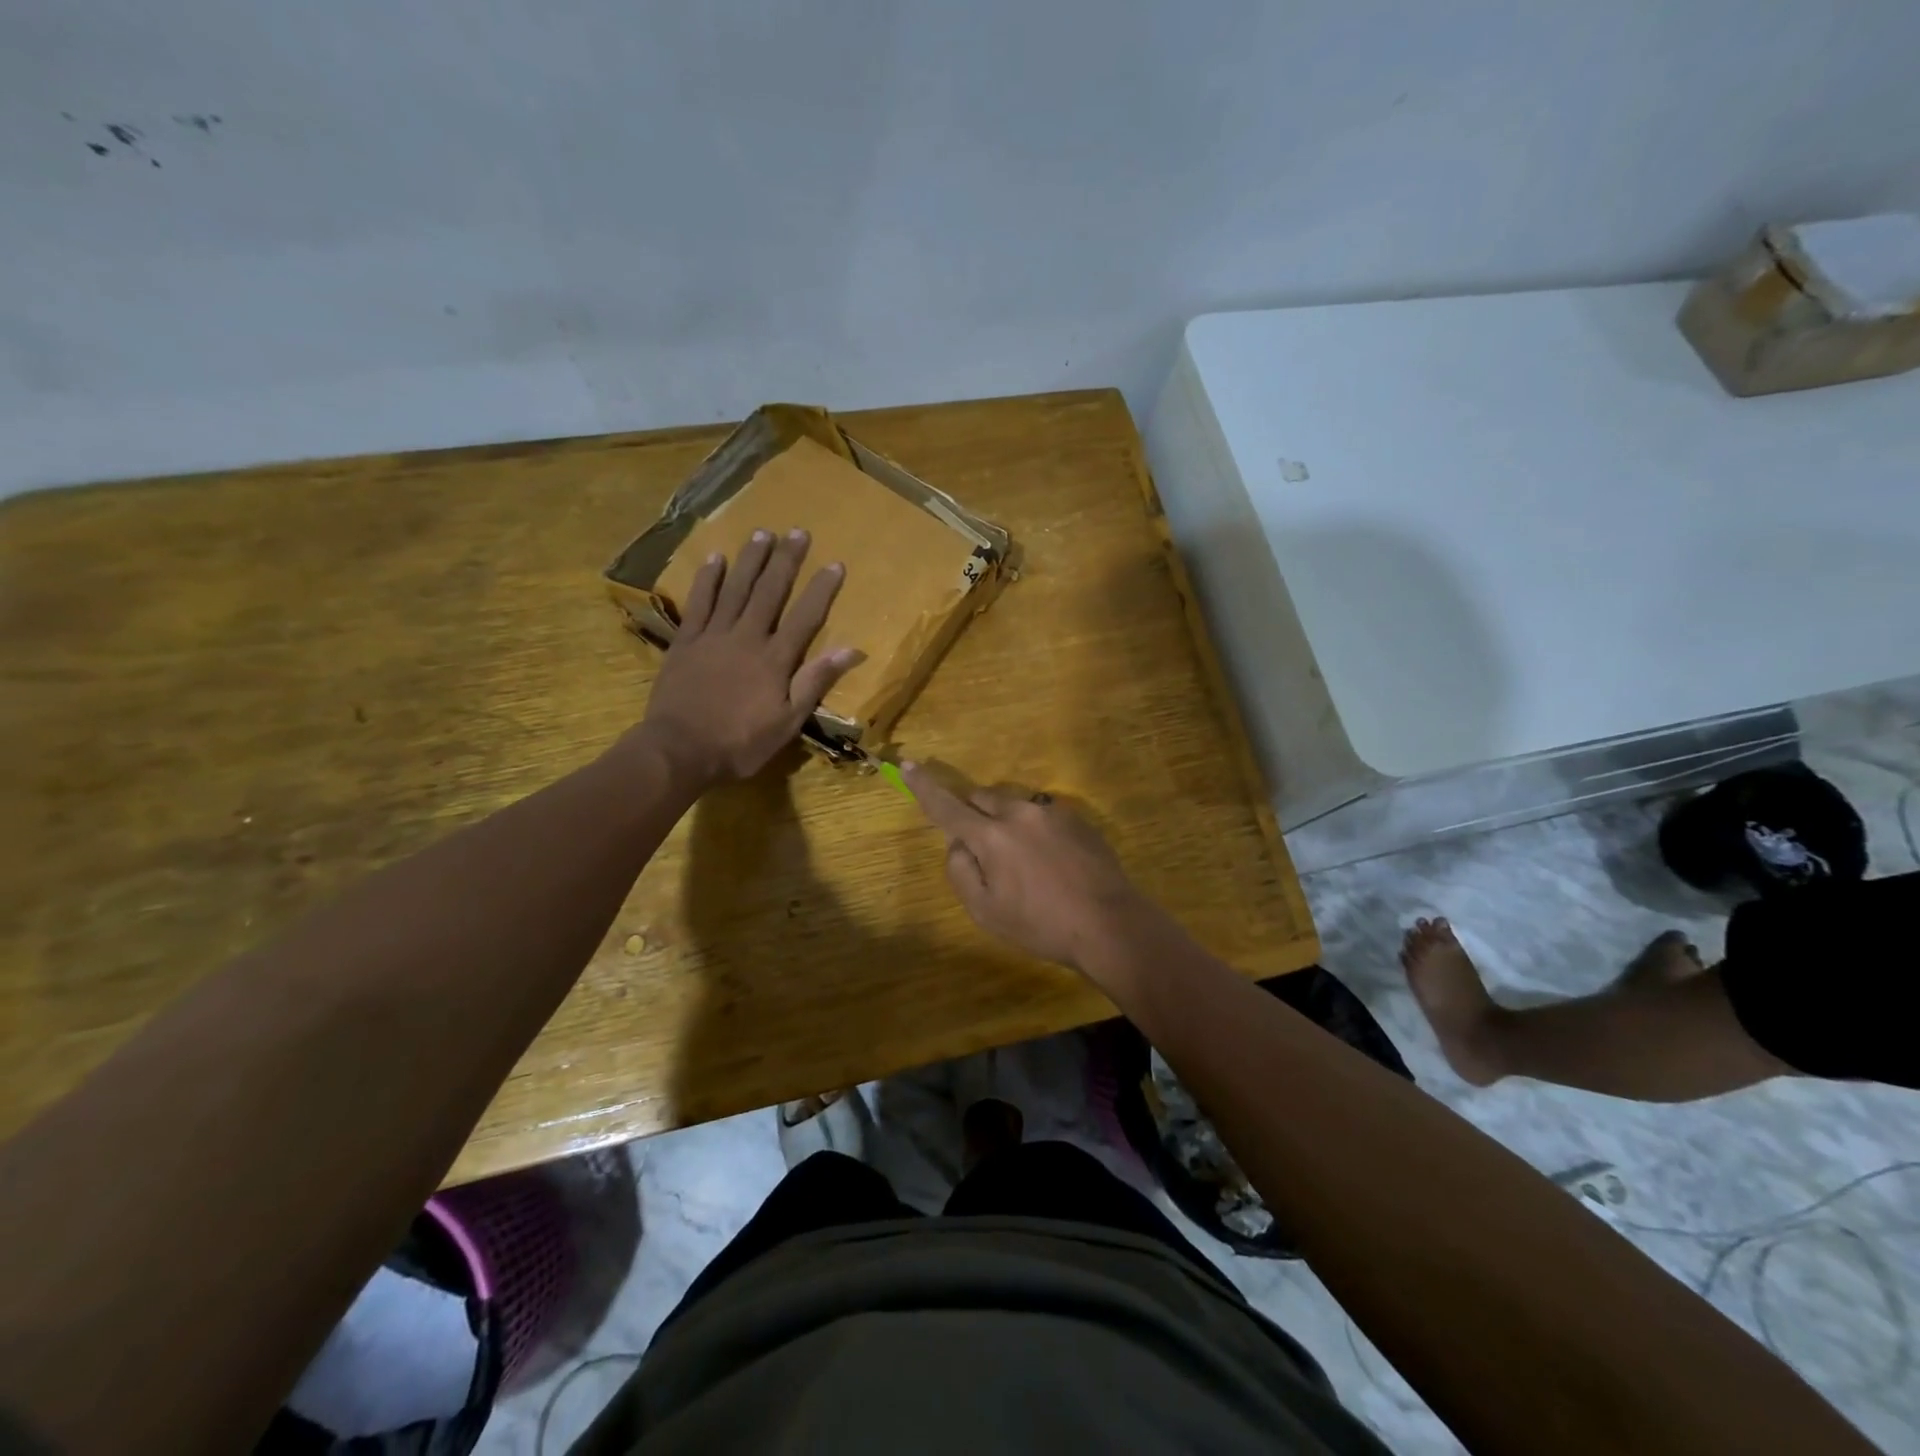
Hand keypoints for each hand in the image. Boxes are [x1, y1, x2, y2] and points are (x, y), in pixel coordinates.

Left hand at [640, 529, 860, 787]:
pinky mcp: (686, 641)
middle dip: (786, 561)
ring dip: (750, 560)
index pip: (805, 617)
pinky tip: (716, 559)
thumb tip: (851, 650)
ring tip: (762, 533)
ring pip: (736, 589)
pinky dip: (708, 580)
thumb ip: (815, 682)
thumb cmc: (740, 743)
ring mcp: (713, 636)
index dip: (821, 590)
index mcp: (775, 660)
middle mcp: (747, 637)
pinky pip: (699, 603)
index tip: (835, 564)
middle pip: (770, 592)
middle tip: (798, 532)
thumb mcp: (787, 722)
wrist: (679, 750)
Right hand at [902, 764, 1173, 982]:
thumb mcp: (986, 912)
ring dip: (1007, 823)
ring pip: (1014, 805)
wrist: (1109, 924)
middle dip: (974, 815)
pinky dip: (1035, 830)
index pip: (947, 806)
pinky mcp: (1077, 819)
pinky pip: (1042, 815)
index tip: (908, 765)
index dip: (924, 787)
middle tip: (985, 853)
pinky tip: (1053, 863)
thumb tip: (958, 845)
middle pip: (982, 798)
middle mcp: (1019, 813)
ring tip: (1027, 864)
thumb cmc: (1041, 925)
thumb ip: (961, 872)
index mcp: (991, 836)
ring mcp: (1052, 812)